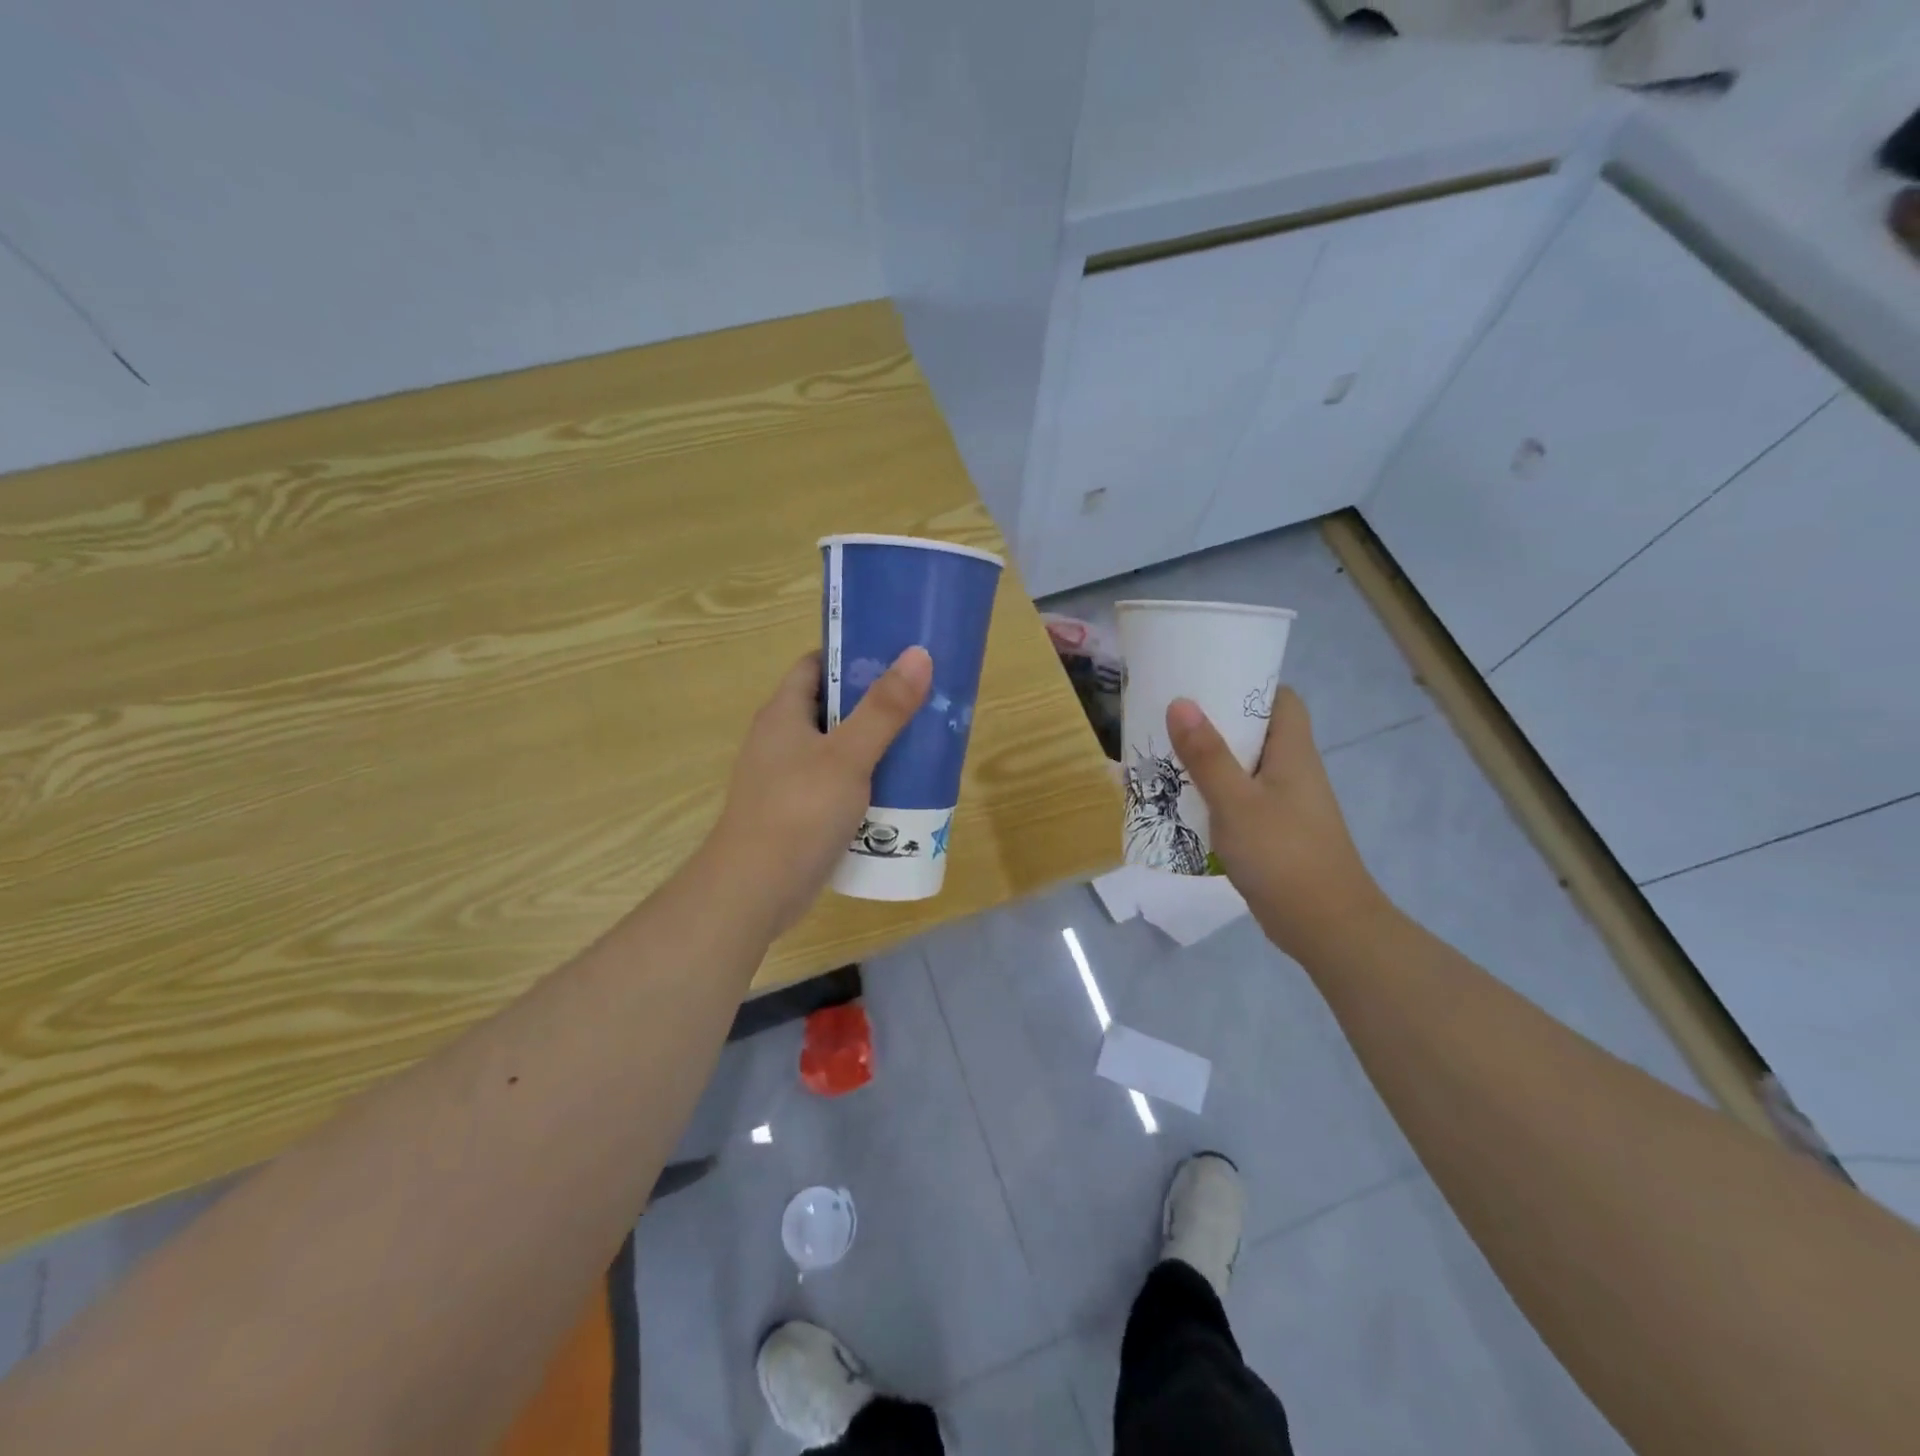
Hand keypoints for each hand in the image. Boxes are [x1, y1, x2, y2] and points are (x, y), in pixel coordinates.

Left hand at [706, 646, 932, 934]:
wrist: (754, 890)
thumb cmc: (799, 811)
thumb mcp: (848, 756)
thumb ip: (884, 709)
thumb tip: (918, 654)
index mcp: (783, 714)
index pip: (815, 666)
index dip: (851, 656)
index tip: (895, 657)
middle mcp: (780, 740)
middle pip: (830, 707)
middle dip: (873, 703)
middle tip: (920, 701)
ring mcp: (786, 779)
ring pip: (836, 750)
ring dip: (873, 746)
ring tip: (919, 743)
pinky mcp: (796, 813)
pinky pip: (835, 785)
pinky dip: (863, 782)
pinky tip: (896, 791)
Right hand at [1166, 688, 1386, 959]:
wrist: (1324, 924)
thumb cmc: (1283, 854)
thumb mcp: (1236, 801)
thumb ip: (1207, 755)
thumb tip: (1181, 702)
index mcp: (1292, 752)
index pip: (1281, 700)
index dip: (1250, 684)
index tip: (1208, 678)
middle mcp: (1291, 771)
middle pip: (1256, 731)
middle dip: (1215, 722)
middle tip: (1169, 714)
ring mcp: (1283, 803)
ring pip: (1243, 767)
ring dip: (1209, 760)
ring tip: (1164, 752)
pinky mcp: (1272, 832)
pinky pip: (1239, 799)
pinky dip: (1213, 794)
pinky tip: (1181, 800)